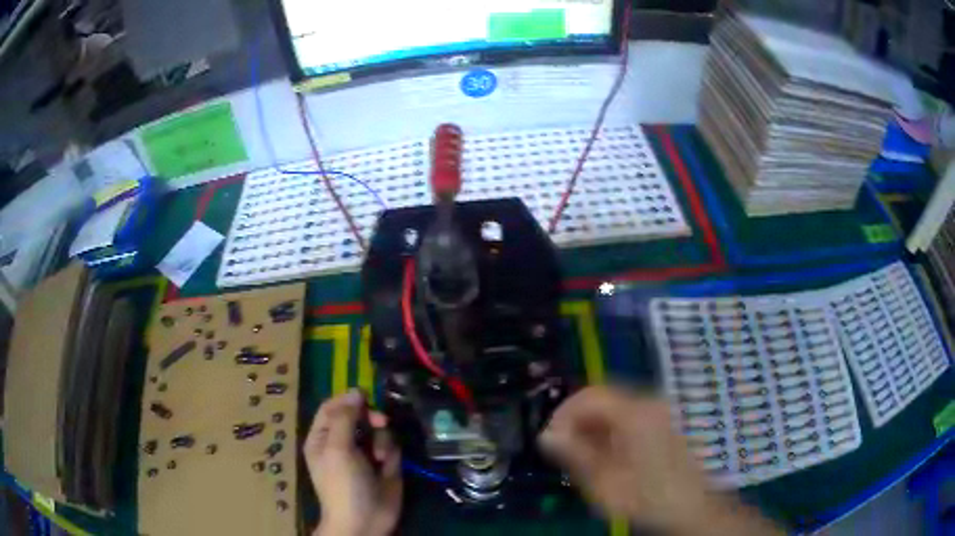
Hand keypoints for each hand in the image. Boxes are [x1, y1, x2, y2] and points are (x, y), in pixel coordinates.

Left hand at [306, 389, 401, 535]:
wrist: (366, 521)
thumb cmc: (343, 484)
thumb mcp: (337, 448)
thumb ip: (345, 418)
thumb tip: (356, 391)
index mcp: (323, 437)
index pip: (333, 407)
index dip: (348, 400)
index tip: (366, 398)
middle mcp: (343, 441)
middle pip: (358, 414)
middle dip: (370, 417)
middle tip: (380, 422)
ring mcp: (364, 452)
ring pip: (377, 428)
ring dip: (381, 438)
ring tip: (379, 457)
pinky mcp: (385, 463)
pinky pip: (390, 444)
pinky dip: (390, 450)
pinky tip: (387, 465)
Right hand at [539, 386, 781, 535]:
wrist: (691, 508)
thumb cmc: (647, 498)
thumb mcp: (605, 483)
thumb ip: (575, 455)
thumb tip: (546, 435)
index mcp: (635, 413)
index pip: (589, 396)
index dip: (562, 414)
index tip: (548, 440)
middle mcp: (648, 403)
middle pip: (601, 398)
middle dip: (576, 421)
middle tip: (561, 450)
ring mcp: (657, 412)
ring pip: (613, 408)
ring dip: (590, 427)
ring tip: (579, 457)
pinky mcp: (661, 424)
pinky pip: (626, 417)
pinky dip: (607, 431)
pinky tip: (603, 456)